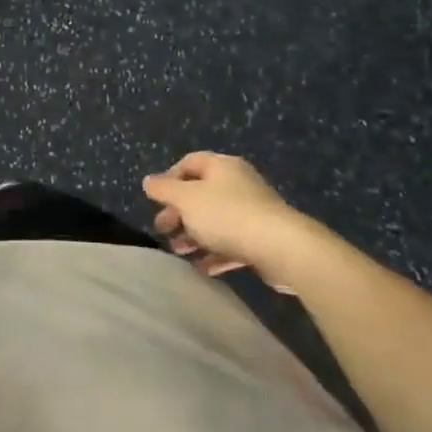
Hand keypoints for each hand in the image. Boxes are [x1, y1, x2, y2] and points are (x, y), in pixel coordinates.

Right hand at [143, 152, 298, 269]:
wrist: (282, 248)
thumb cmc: (226, 215)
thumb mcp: (185, 199)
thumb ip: (163, 189)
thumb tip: (148, 181)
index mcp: (222, 167)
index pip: (189, 163)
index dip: (169, 179)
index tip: (156, 200)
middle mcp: (239, 184)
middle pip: (200, 194)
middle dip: (178, 213)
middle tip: (163, 229)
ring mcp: (253, 212)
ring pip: (215, 221)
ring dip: (194, 236)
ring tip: (179, 252)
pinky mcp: (263, 239)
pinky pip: (232, 243)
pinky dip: (215, 253)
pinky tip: (202, 268)